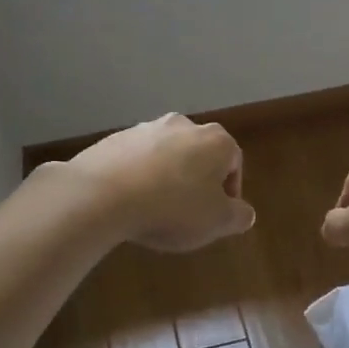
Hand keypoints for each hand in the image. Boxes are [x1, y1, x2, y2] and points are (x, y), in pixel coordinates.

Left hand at [63, 114, 255, 252]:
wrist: (104, 194)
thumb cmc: (173, 208)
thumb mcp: (218, 222)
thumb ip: (239, 216)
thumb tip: (244, 212)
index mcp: (216, 141)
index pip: (234, 163)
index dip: (229, 192)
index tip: (217, 216)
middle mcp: (184, 125)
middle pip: (199, 155)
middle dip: (197, 181)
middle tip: (188, 213)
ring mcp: (146, 128)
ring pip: (167, 155)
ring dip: (167, 177)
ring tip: (156, 208)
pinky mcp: (115, 138)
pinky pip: (136, 160)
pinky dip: (139, 176)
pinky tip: (130, 201)